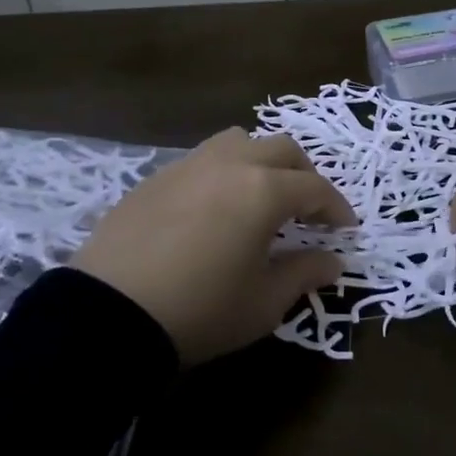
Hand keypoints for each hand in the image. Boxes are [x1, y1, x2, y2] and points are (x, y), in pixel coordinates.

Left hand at [74, 128, 355, 364]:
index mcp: (263, 190)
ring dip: (262, 161)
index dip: (336, 208)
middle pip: (282, 150)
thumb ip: (304, 273)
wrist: (109, 313)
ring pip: (239, 141)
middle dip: (305, 175)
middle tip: (309, 210)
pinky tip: (215, 208)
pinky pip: (203, 159)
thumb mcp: (263, 302)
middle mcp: (230, 164)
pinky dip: (224, 172)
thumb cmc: (200, 310)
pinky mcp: (156, 177)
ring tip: (261, 196)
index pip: (315, 189)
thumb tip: (334, 261)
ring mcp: (189, 165)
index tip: (346, 230)